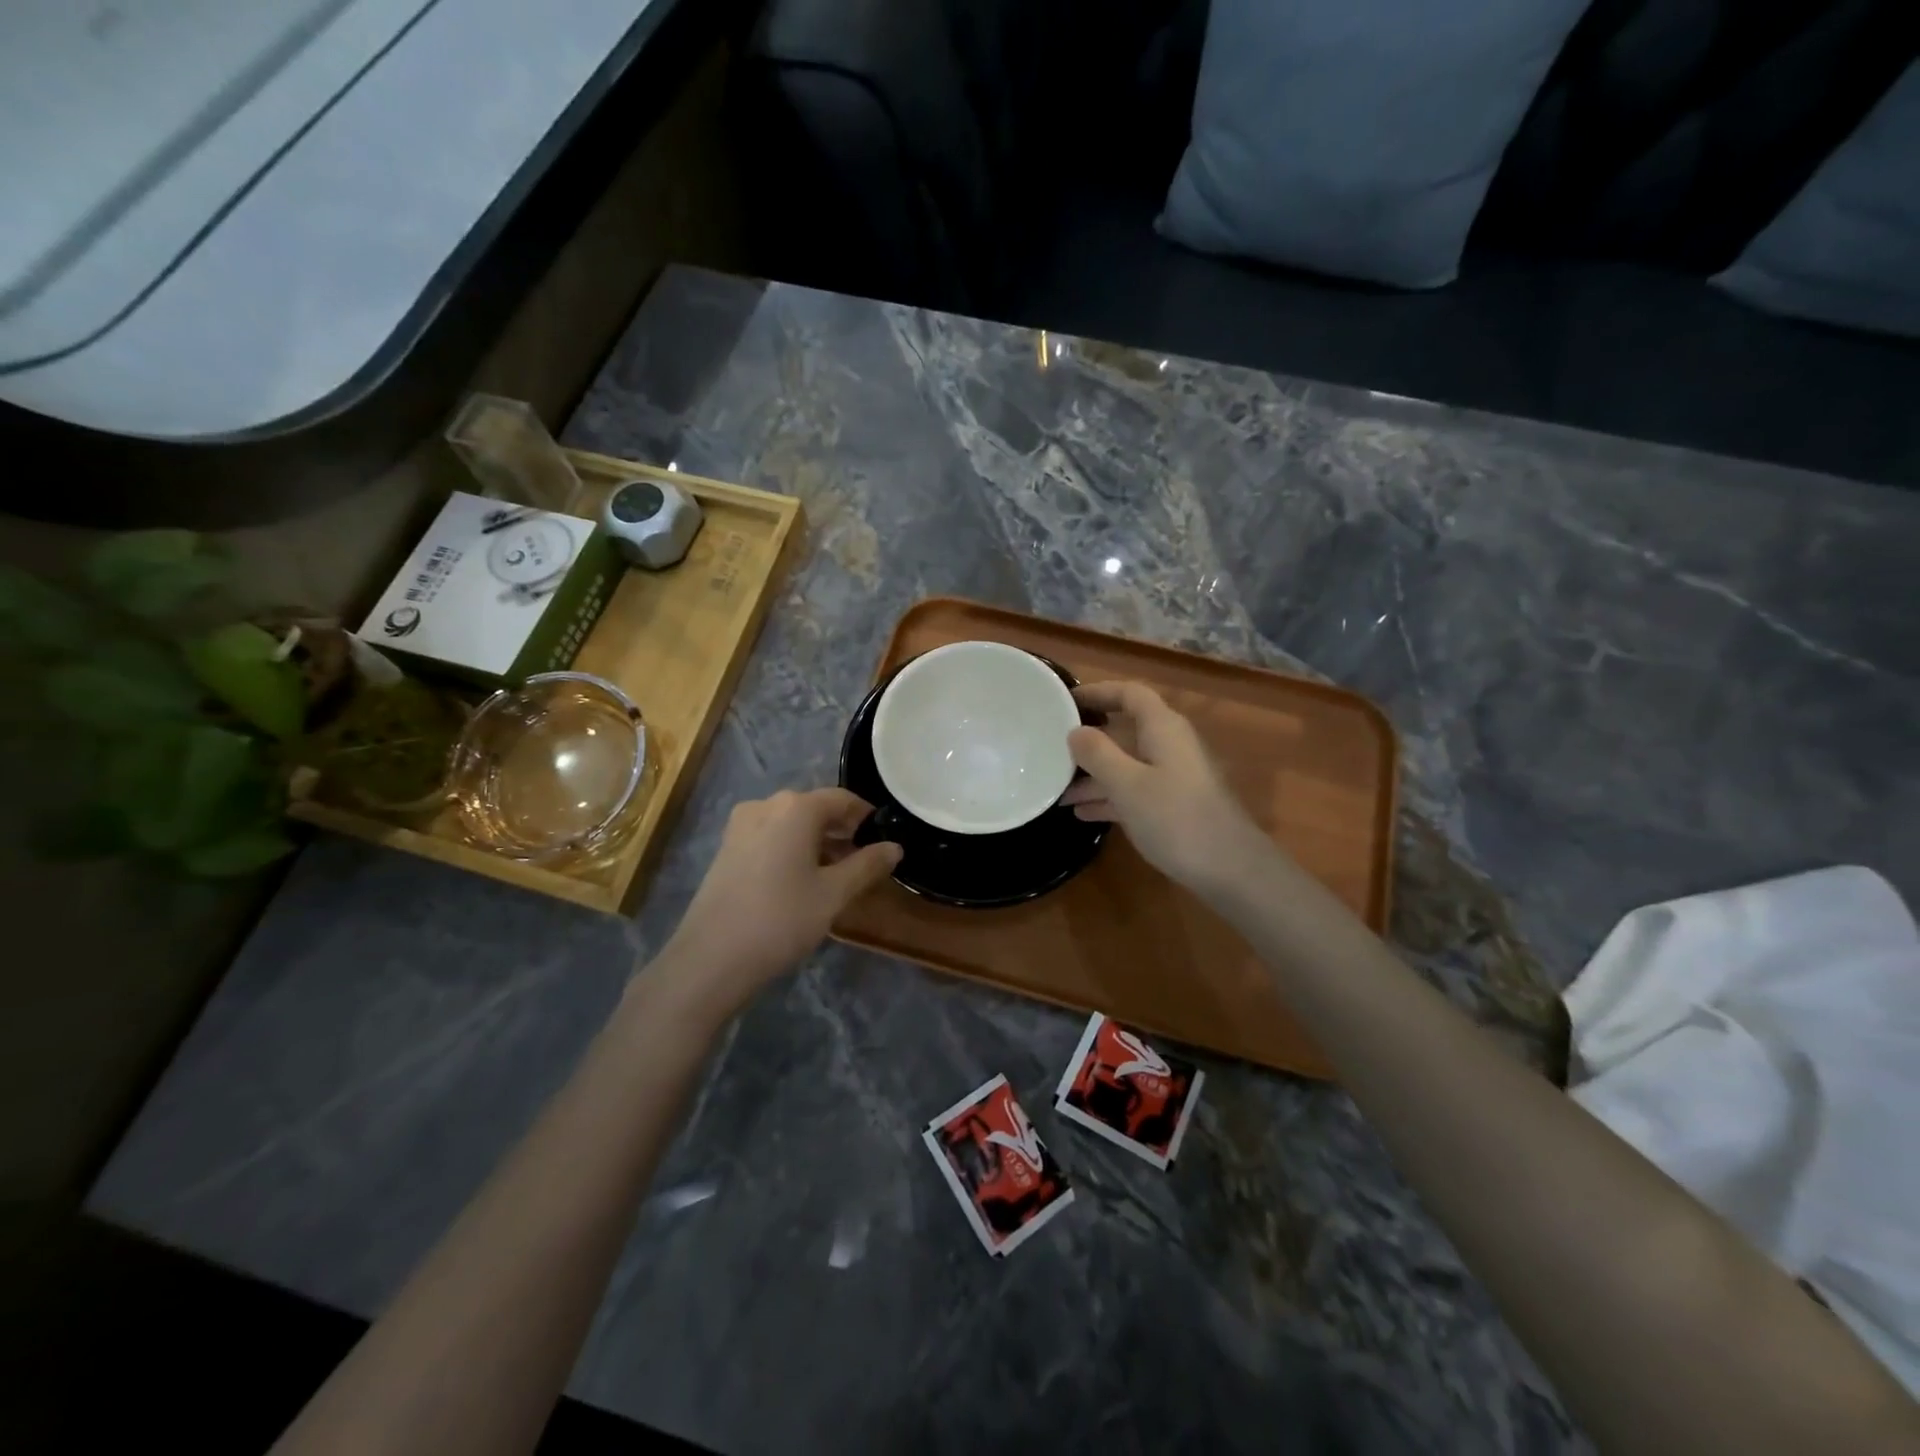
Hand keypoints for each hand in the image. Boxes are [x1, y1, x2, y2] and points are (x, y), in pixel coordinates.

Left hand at [653, 788, 900, 1020]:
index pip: (842, 799)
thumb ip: (867, 865)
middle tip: (864, 862)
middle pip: (815, 808)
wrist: (710, 959)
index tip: (884, 840)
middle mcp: (766, 805)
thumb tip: (895, 847)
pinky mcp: (727, 849)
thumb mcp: (833, 894)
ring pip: (791, 824)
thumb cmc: (781, 919)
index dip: (867, 816)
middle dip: (842, 831)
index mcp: (796, 808)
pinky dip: (792, 849)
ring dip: (817, 842)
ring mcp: (741, 826)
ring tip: (837, 875)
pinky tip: (801, 881)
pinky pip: (770, 837)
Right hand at [1061, 682, 1273, 894]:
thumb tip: (1075, 731)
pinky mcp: (1174, 806)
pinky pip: (1134, 791)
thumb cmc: (1176, 818)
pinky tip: (1082, 814)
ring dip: (1094, 776)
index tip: (1064, 701)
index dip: (1098, 692)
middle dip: (1088, 742)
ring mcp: (1173, 777)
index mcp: (1163, 728)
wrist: (1230, 869)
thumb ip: (1098, 754)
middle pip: (1124, 731)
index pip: (1129, 694)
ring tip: (1057, 790)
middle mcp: (1169, 745)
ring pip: (1126, 764)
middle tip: (1050, 751)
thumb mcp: (1128, 784)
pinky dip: (1109, 797)